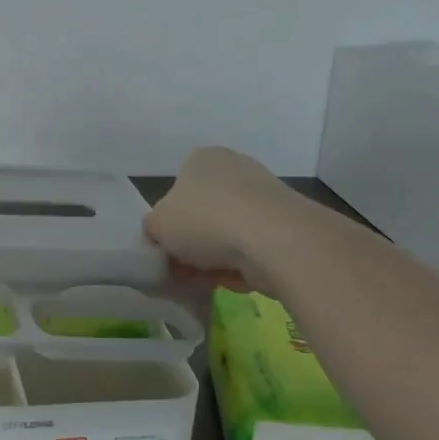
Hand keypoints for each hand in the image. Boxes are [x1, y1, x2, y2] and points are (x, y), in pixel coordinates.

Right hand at [144, 146, 304, 286]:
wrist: (275, 240)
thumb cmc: (205, 220)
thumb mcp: (157, 225)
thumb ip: (152, 229)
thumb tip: (160, 237)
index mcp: (202, 159)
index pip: (177, 189)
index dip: (168, 223)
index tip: (166, 248)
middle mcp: (235, 169)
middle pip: (203, 214)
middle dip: (192, 244)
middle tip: (181, 269)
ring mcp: (264, 197)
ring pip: (227, 234)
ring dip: (214, 258)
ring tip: (205, 280)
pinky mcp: (286, 225)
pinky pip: (252, 248)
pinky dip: (241, 265)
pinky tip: (233, 280)